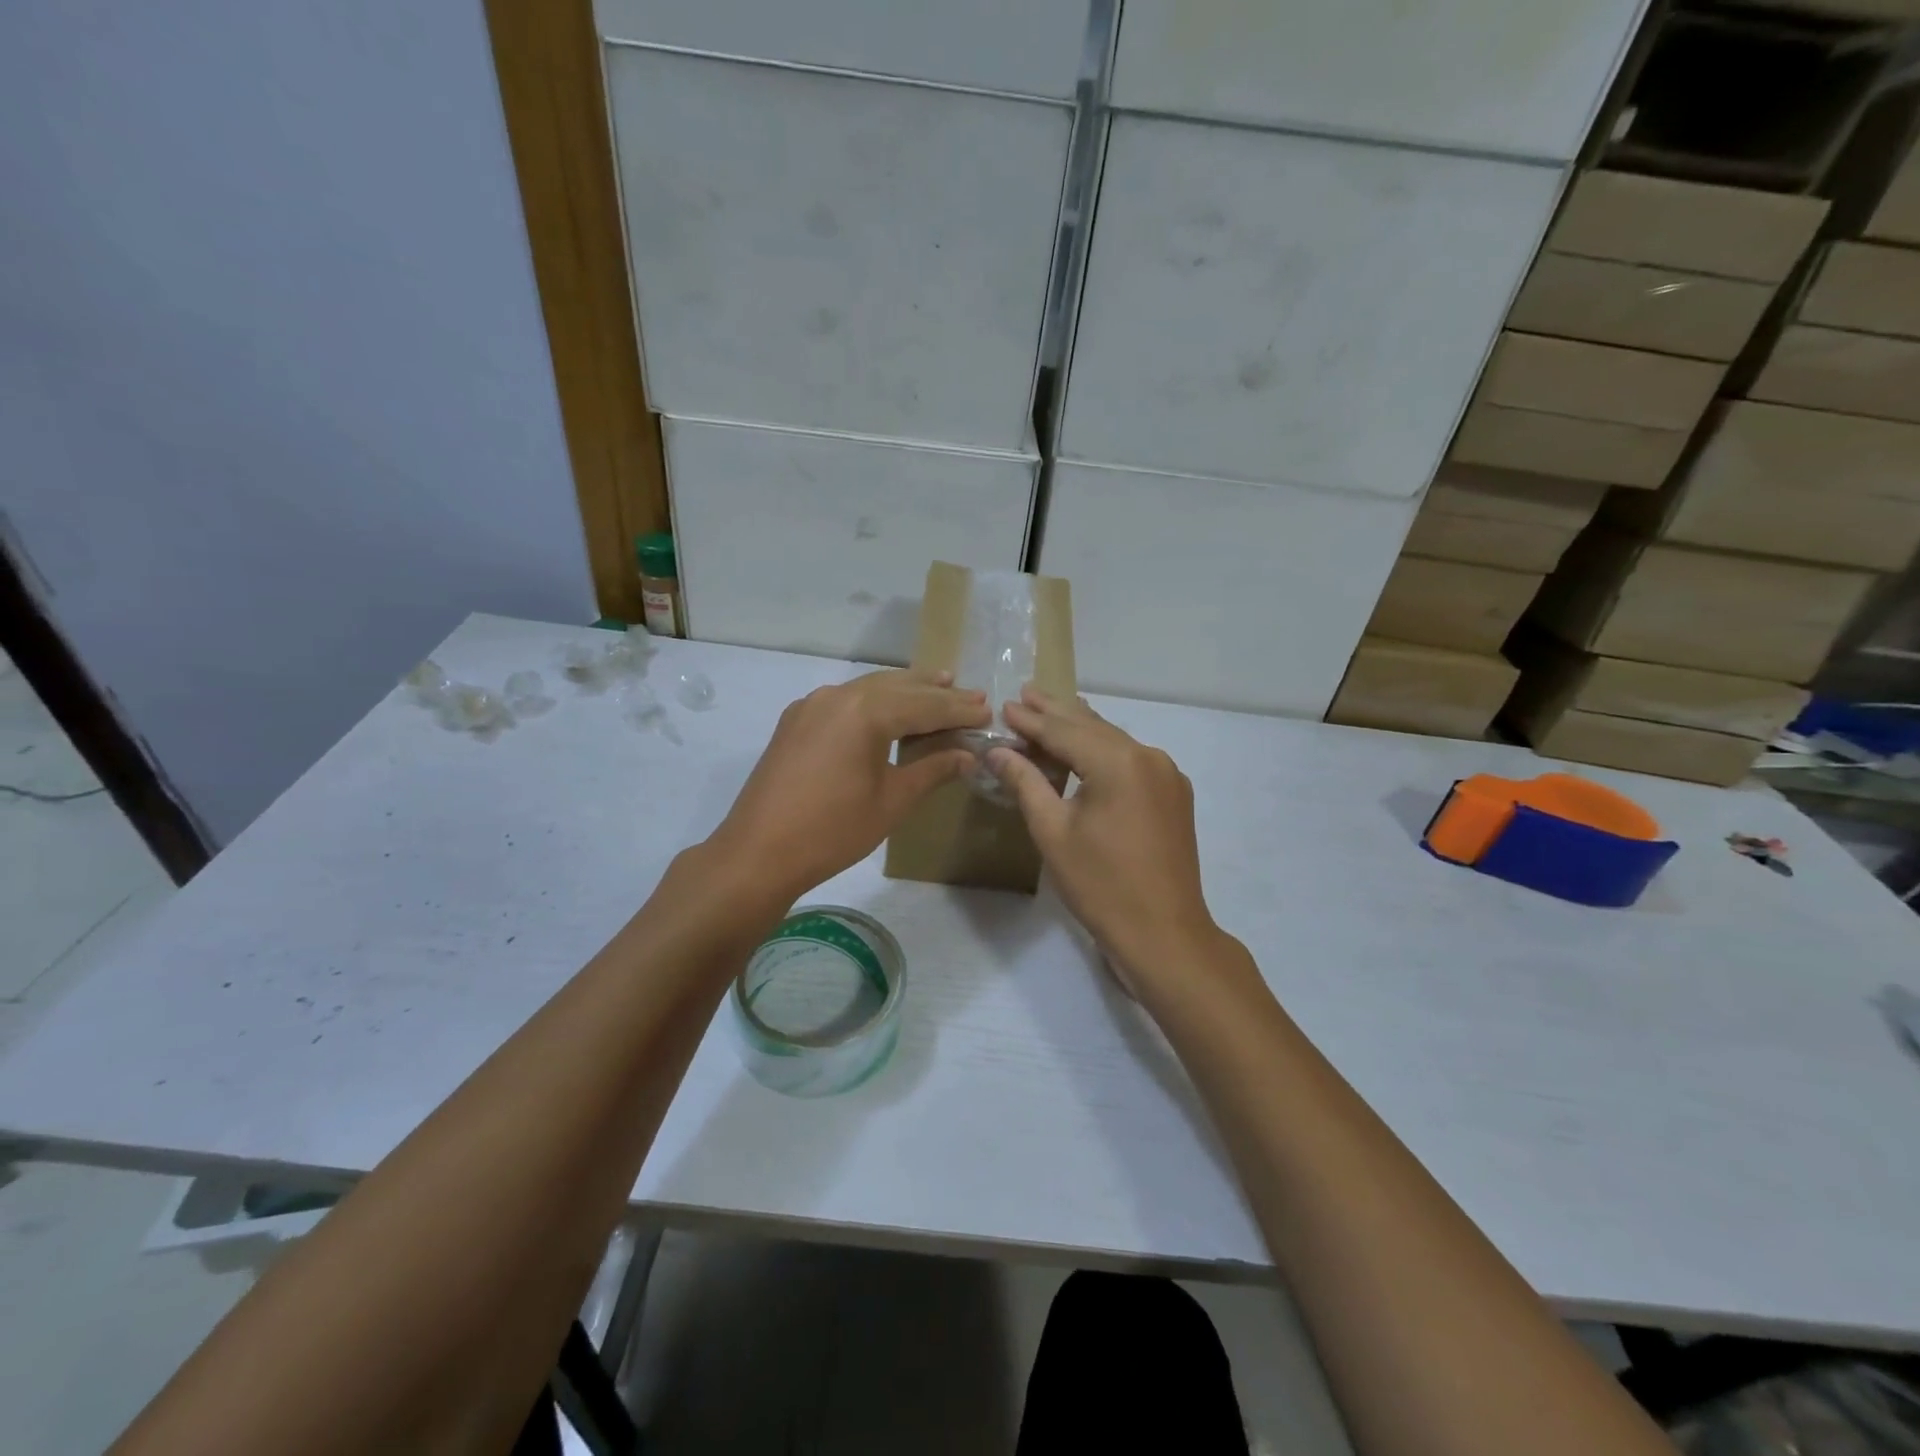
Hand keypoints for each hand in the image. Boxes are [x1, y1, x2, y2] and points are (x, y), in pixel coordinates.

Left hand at [710, 669, 988, 901]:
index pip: (926, 705)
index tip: (988, 711)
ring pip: (870, 688)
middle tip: (972, 694)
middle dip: (937, 692)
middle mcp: (838, 695)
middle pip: (899, 687)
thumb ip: (933, 770)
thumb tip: (968, 755)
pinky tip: (888, 709)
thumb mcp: (892, 801)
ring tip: (938, 685)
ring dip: (906, 690)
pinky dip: (875, 701)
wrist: (758, 853)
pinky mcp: (796, 720)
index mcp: (866, 711)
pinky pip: (846, 700)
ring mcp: (812, 705)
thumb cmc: (833, 830)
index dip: (959, 710)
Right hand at [990, 689, 1223, 995]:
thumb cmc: (1100, 885)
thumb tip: (997, 751)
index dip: (1031, 720)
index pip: (1064, 731)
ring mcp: (1167, 774)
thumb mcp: (1053, 832)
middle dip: (1056, 712)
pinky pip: (1132, 759)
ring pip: (1114, 740)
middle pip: (1092, 727)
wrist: (1164, 933)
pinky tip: (1087, 747)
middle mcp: (1148, 757)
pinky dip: (1103, 750)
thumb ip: (1026, 783)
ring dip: (1080, 728)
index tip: (1004, 704)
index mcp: (1118, 762)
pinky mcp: (1173, 794)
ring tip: (1050, 709)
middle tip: (1026, 692)